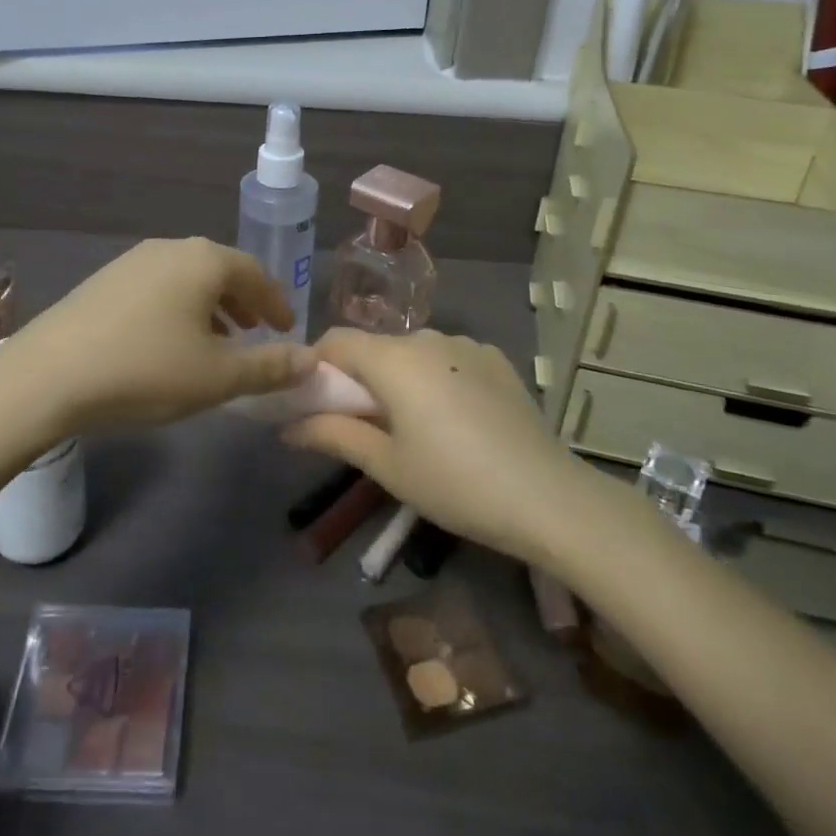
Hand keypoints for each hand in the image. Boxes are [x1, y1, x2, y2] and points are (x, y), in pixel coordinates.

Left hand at [6, 238, 316, 433]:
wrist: (48, 375)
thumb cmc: (146, 369)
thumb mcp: (217, 377)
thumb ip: (270, 367)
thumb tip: (311, 360)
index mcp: (204, 261)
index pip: (255, 273)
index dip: (276, 303)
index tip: (288, 329)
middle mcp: (171, 248)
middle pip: (221, 270)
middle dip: (244, 302)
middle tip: (258, 332)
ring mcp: (133, 261)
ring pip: (188, 279)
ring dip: (211, 306)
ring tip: (219, 341)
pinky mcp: (105, 280)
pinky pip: (159, 287)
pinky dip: (179, 308)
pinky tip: (171, 342)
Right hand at [283, 328, 572, 563]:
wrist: (547, 497)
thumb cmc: (454, 483)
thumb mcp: (386, 466)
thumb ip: (333, 435)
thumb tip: (287, 427)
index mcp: (393, 358)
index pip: (336, 340)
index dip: (317, 365)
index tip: (314, 402)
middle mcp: (427, 337)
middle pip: (376, 347)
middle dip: (360, 379)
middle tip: (364, 427)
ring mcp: (467, 345)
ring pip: (414, 353)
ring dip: (401, 379)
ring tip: (416, 428)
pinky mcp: (496, 359)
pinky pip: (449, 359)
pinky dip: (438, 379)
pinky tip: (457, 420)